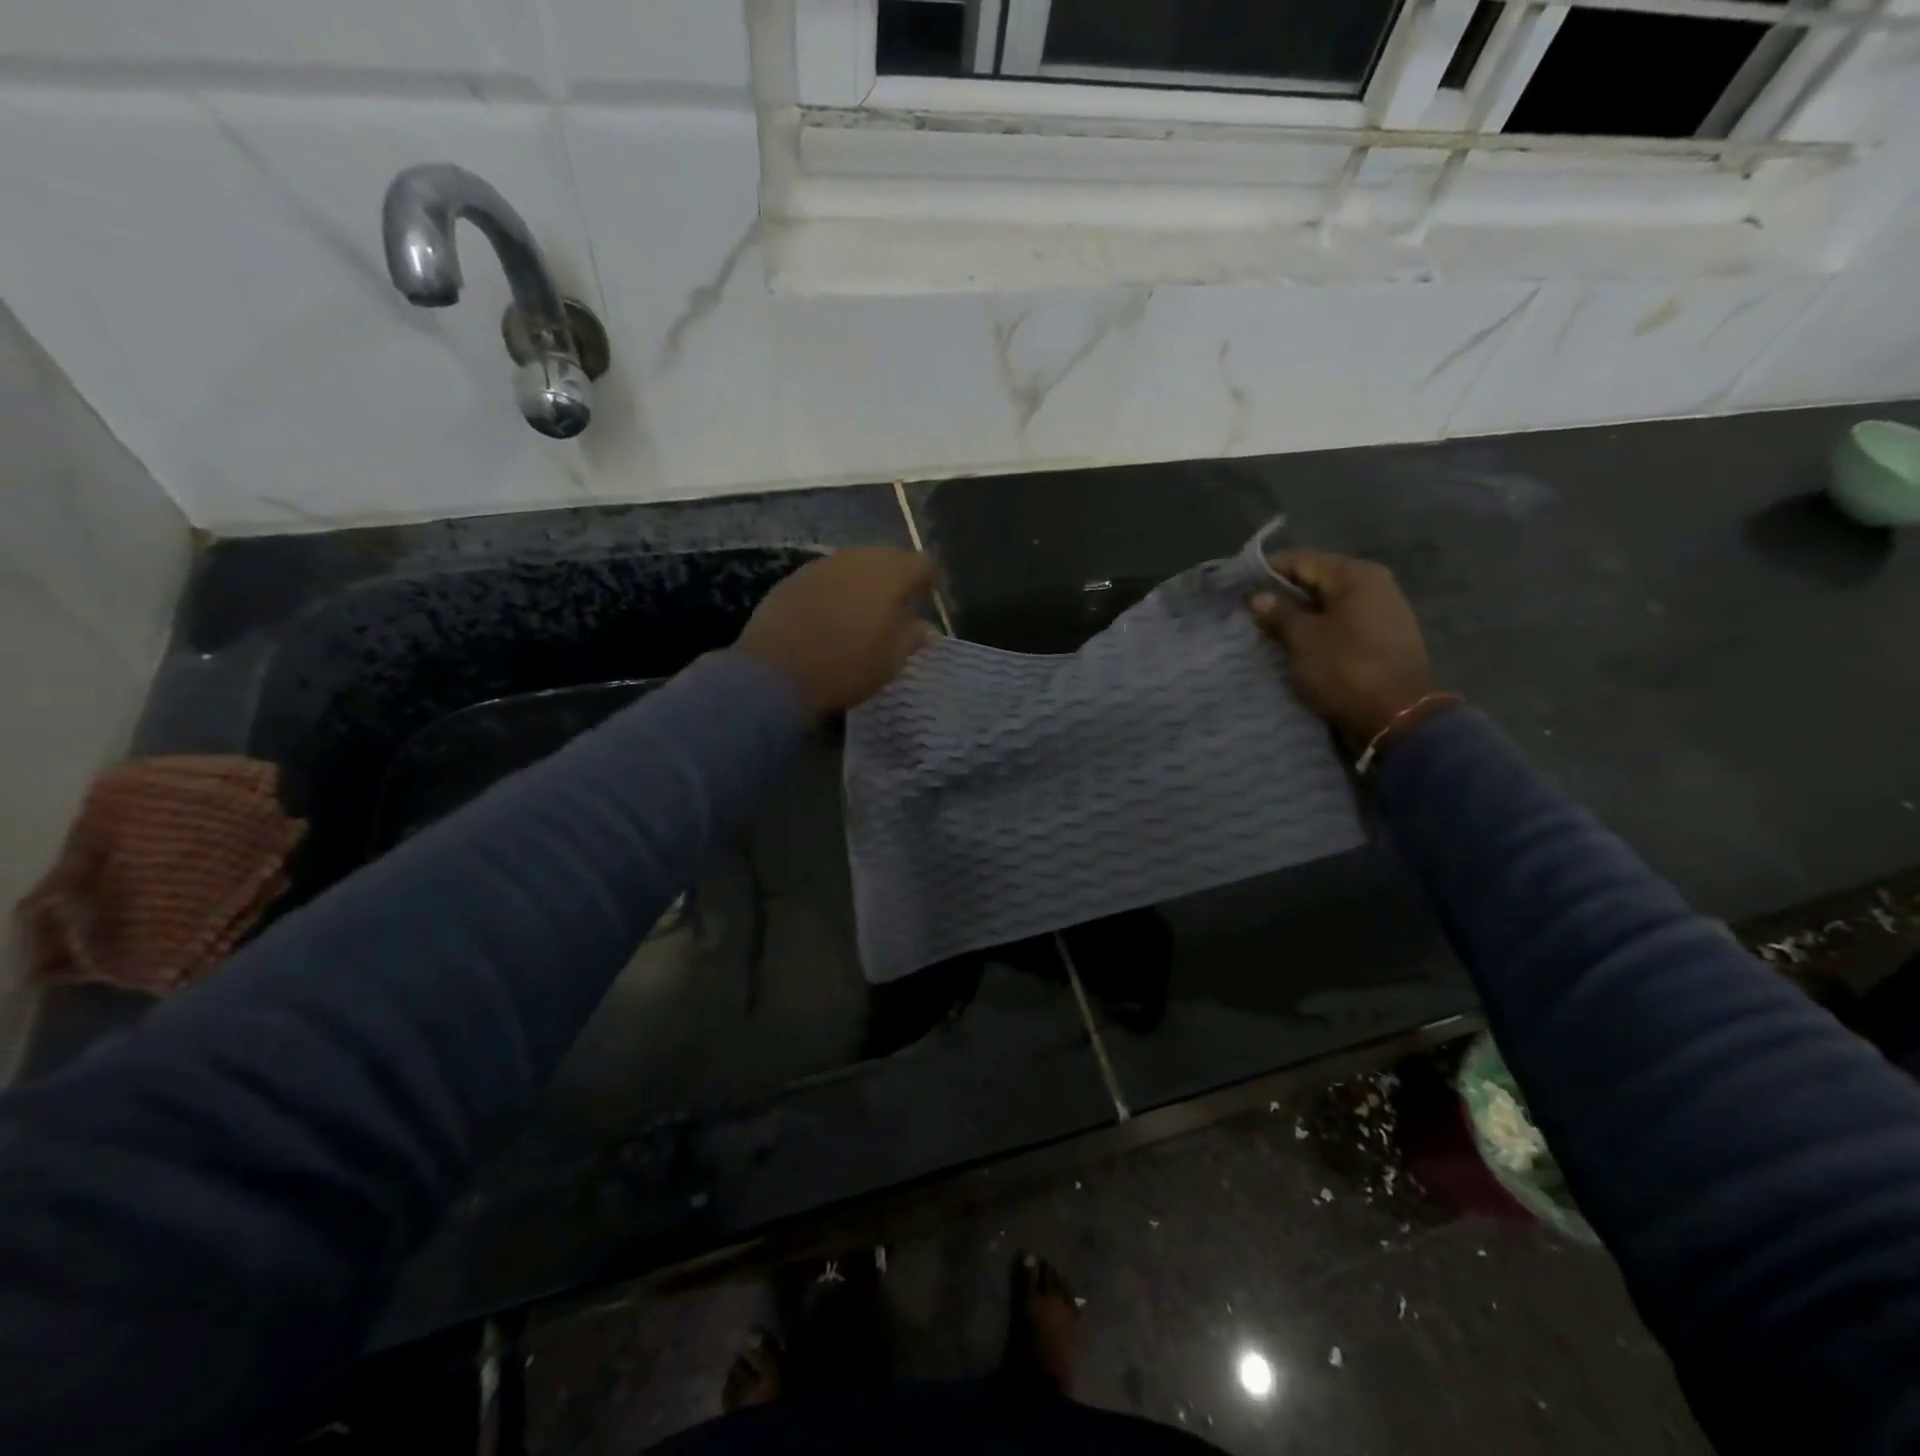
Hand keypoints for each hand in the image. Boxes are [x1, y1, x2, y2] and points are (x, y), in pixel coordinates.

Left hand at [737, 548, 938, 717]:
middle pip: (887, 558)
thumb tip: (926, 628)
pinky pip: (827, 577)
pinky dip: (836, 590)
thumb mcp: (890, 660)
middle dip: (896, 577)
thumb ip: (912, 637)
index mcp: (890, 574)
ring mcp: (822, 565)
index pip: (922, 563)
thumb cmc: (846, 666)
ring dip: (864, 582)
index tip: (930, 597)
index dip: (930, 579)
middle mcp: (857, 558)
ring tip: (866, 609)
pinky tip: (833, 613)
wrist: (776, 673)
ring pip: (854, 564)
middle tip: (900, 603)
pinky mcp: (793, 579)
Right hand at [1246, 550, 1434, 751]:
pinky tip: (1297, 645)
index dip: (1266, 572)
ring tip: (1268, 631)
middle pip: (1317, 580)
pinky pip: (1341, 624)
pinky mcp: (1383, 639)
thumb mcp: (1303, 639)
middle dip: (1282, 595)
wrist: (1397, 717)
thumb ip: (1278, 613)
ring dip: (1299, 615)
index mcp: (1355, 575)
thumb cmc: (1346, 669)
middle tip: (1248, 613)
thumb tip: (1258, 596)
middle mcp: (1374, 585)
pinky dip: (1318, 631)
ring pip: (1328, 604)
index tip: (1238, 588)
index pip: (1301, 560)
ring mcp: (1382, 612)